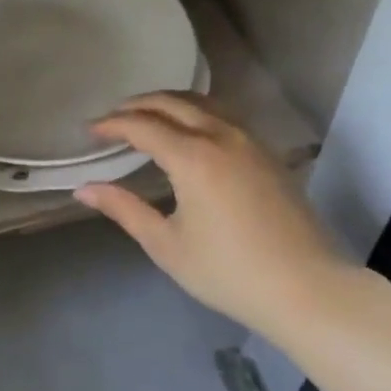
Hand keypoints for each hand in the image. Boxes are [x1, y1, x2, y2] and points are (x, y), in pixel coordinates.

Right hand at [76, 93, 343, 336]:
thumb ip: (124, 209)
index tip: (90, 131)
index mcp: (193, 157)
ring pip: (202, 103)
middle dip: (138, 104)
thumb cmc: (228, 272)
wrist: (306, 288)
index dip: (112, 125)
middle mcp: (222, 135)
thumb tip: (84, 189)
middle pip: (173, 102)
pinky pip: (224, 115)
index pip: (142, 125)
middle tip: (113, 118)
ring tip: (147, 116)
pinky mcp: (268, 152)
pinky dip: (196, 112)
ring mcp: (250, 140)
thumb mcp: (167, 245)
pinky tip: (189, 130)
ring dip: (169, 102)